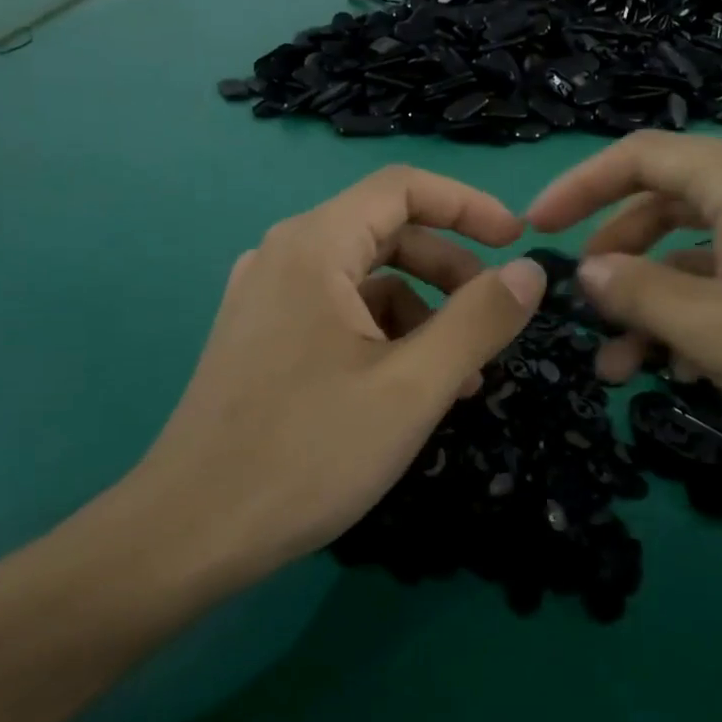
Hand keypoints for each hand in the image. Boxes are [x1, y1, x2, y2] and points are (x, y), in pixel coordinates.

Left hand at [112, 167, 545, 586]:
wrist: (189, 533)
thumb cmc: (308, 453)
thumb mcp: (414, 387)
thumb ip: (480, 320)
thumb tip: (531, 271)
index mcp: (314, 246)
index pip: (404, 188)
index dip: (469, 206)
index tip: (517, 242)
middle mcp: (284, 257)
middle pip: (387, 233)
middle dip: (451, 271)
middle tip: (494, 320)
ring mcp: (266, 300)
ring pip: (365, 281)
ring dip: (423, 314)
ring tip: (458, 377)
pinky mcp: (261, 340)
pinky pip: (338, 315)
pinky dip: (385, 338)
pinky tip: (407, 391)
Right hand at [526, 132, 721, 471]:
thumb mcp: (713, 328)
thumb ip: (638, 293)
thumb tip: (586, 272)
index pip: (639, 156)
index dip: (579, 186)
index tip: (535, 228)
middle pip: (662, 205)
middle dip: (615, 259)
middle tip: (584, 307)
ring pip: (693, 254)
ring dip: (651, 304)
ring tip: (618, 368)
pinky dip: (695, 316)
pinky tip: (678, 370)